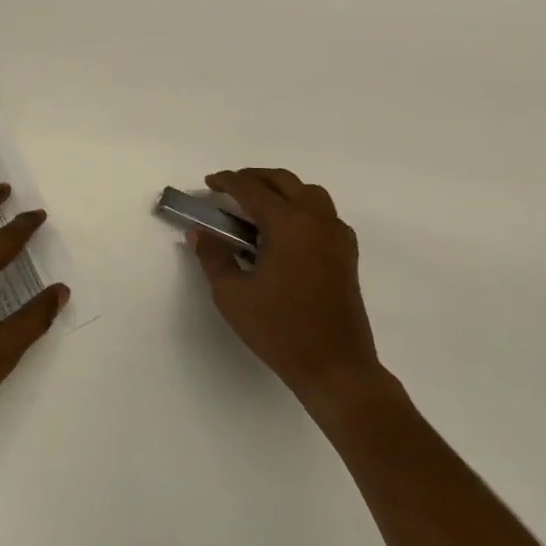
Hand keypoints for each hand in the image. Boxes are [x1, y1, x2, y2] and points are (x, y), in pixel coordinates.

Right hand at [188, 168, 386, 402]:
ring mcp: (336, 236)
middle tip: (229, 188)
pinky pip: (324, 214)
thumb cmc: (280, 330)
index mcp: (288, 224)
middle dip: (255, 178)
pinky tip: (287, 230)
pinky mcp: (347, 255)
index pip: (252, 189)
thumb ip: (213, 257)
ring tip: (258, 204)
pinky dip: (303, 208)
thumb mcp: (232, 295)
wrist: (336, 367)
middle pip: (284, 181)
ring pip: (309, 193)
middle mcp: (316, 221)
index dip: (227, 182)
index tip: (208, 183)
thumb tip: (199, 233)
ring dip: (282, 189)